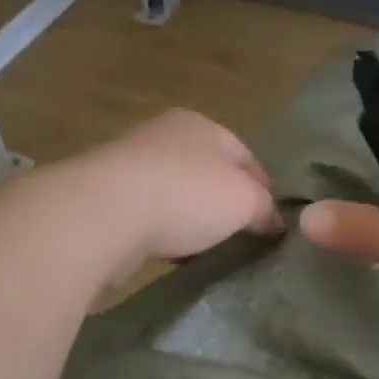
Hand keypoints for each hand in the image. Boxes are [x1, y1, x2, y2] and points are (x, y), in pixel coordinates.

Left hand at [55, 109, 282, 283]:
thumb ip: (264, 208)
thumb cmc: (186, 196)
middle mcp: (164, 136)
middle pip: (208, 172)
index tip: (273, 222)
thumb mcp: (244, 200)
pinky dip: (163, 231)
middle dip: (225, 203)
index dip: (264, 187)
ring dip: (192, 219)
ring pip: (176, 193)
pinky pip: (148, 214)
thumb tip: (274, 223)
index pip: (244, 154)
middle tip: (242, 237)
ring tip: (207, 249)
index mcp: (201, 125)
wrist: (104, 213)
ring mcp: (131, 165)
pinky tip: (171, 252)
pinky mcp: (107, 197)